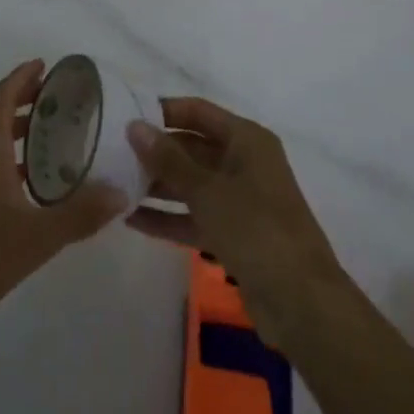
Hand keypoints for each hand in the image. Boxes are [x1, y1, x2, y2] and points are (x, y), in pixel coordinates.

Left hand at [0, 60, 126, 345]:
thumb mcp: (36, 237)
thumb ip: (79, 214)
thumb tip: (121, 192)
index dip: (20, 77)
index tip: (44, 65)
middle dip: (19, 96)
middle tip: (52, 96)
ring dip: (13, 125)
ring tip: (48, 133)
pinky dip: (7, 156)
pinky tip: (30, 183)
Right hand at [126, 99, 346, 353]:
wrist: (302, 302)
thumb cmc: (256, 229)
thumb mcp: (207, 190)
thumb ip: (168, 159)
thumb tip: (134, 126)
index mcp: (246, 140)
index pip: (198, 112)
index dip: (163, 111)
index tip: (125, 115)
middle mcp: (243, 163)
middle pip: (192, 147)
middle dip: (155, 152)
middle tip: (111, 153)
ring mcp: (239, 200)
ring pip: (191, 184)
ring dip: (157, 185)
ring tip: (114, 184)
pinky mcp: (234, 235)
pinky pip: (194, 216)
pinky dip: (167, 217)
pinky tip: (130, 219)